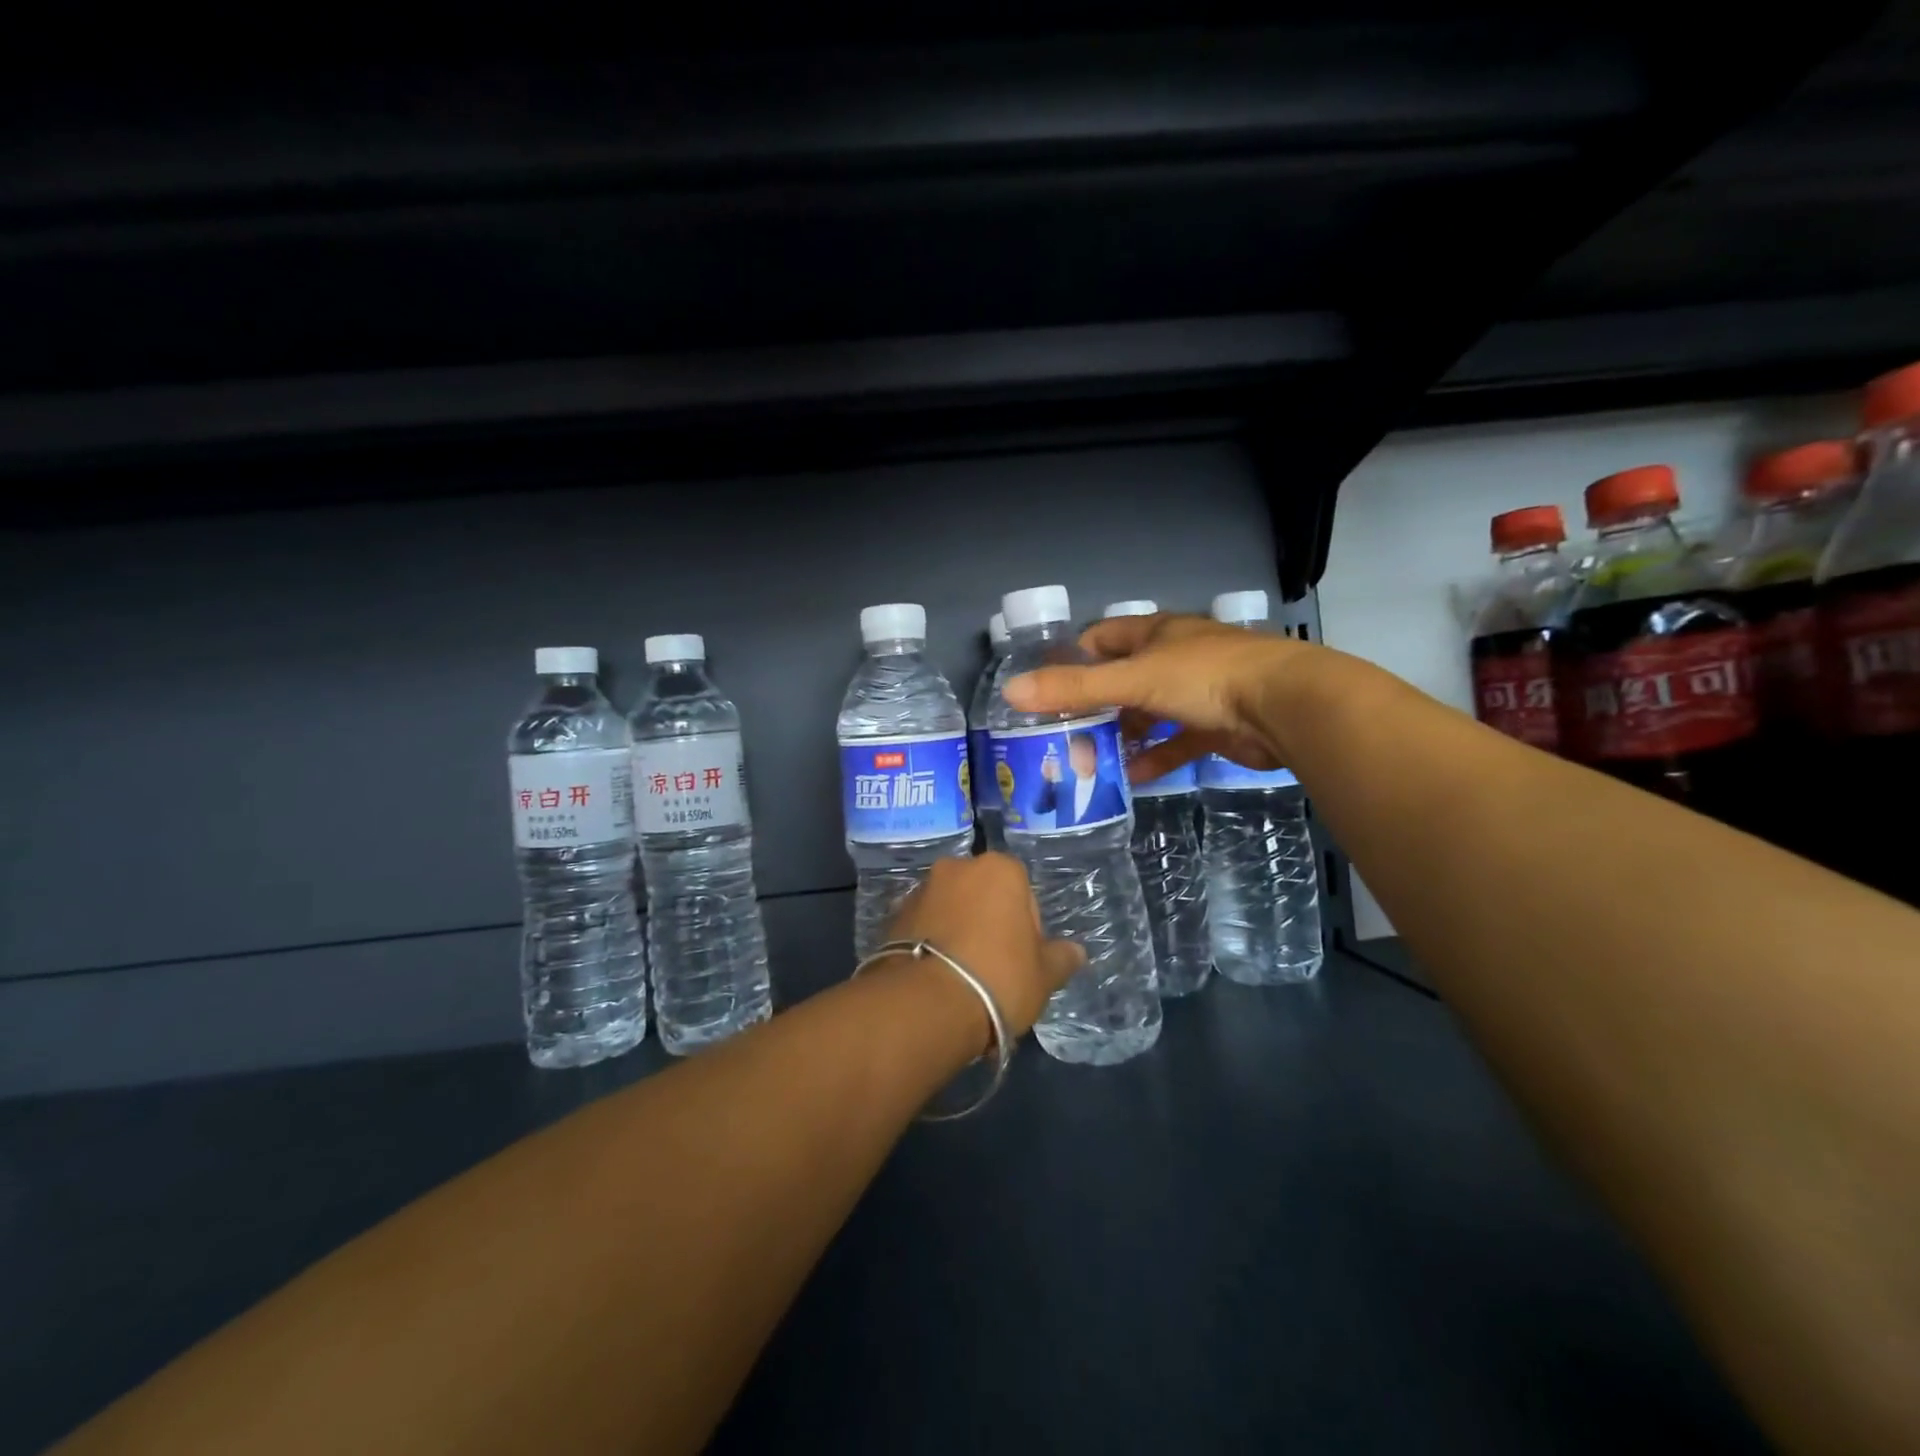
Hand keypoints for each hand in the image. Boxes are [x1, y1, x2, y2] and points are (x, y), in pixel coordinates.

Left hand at [884, 855, 1083, 1041]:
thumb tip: (1076, 952)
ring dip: (957, 930)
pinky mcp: (892, 916)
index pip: (1023, 892)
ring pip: (950, 908)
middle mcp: (957, 867)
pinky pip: (923, 926)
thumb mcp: (1044, 976)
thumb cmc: (998, 978)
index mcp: (999, 869)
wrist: (926, 1004)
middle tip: (993, 967)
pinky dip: (931, 942)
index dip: (1026, 928)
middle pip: (983, 895)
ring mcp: (920, 889)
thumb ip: (1061, 958)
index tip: (1022, 958)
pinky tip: (937, 978)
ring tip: (961, 977)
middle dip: (988, 922)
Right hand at [1003, 611, 1306, 782]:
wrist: (1285, 707)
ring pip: (1150, 713)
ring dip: (1124, 735)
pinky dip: (1155, 757)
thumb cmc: (1205, 678)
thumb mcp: (1132, 680)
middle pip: (1125, 679)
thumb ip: (1074, 688)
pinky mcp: (1217, 726)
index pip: (1103, 638)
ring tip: (1091, 760)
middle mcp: (1176, 657)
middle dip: (1096, 707)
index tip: (1048, 689)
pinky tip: (1132, 778)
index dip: (1075, 659)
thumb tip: (1011, 691)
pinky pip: (1177, 742)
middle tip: (1065, 735)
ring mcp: (1199, 692)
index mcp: (1157, 634)